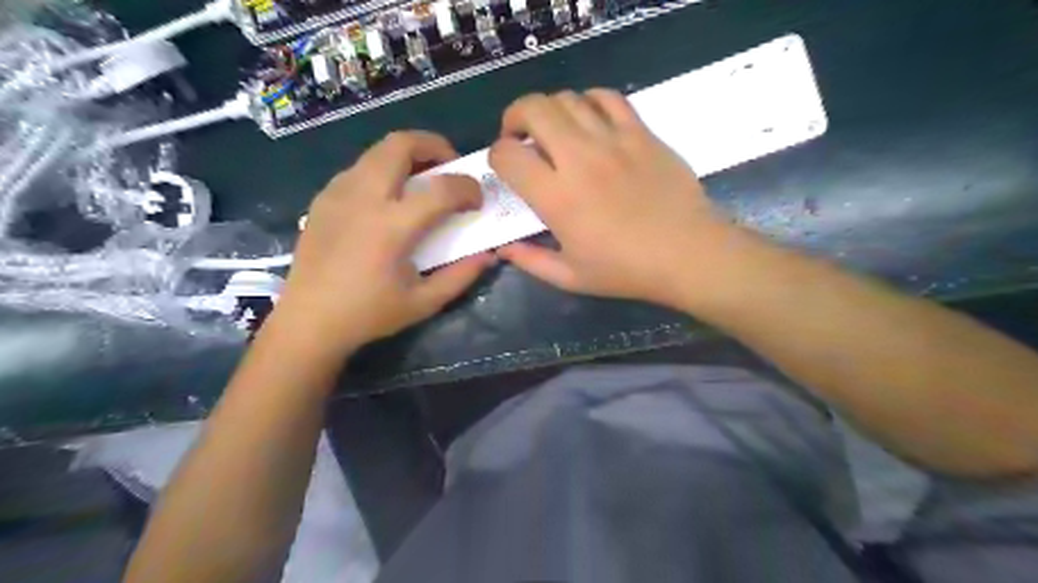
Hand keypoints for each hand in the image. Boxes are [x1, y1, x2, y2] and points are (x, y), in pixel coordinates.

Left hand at [275, 129, 493, 352]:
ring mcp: (339, 193)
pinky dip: (383, 170)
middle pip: (401, 144)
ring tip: (421, 181)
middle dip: (435, 146)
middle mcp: (365, 198)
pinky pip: (359, 168)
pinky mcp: (323, 198)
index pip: (442, 188)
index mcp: (392, 226)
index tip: (477, 200)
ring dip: (407, 155)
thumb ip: (461, 275)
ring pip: (378, 150)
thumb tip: (488, 254)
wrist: (309, 321)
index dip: (469, 188)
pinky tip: (388, 200)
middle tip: (450, 168)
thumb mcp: (424, 302)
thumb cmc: (369, 314)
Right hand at [489, 90, 742, 308]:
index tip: (505, 167)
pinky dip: (589, 100)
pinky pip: (608, 98)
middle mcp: (579, 159)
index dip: (496, 156)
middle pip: (533, 109)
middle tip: (519, 136)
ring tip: (553, 130)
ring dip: (549, 110)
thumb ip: (531, 261)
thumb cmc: (627, 270)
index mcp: (557, 197)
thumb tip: (503, 249)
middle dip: (514, 117)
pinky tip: (589, 119)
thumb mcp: (571, 278)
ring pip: (567, 99)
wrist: (687, 253)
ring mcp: (613, 140)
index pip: (508, 155)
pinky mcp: (641, 133)